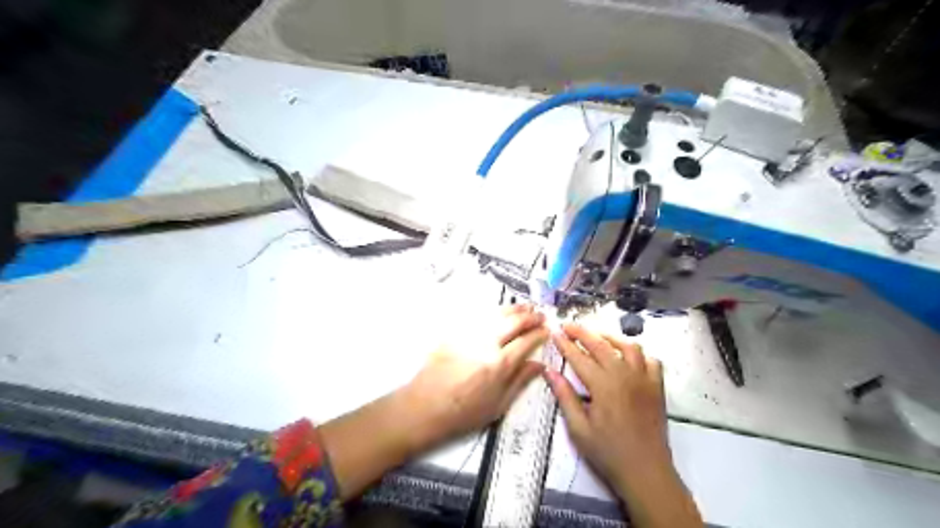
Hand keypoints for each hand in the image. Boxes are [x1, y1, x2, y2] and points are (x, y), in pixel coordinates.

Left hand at [404, 304, 552, 446]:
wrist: (424, 407)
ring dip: (514, 308)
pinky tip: (499, 311)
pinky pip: (478, 315)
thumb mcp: (498, 405)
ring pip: (496, 313)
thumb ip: (520, 381)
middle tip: (540, 315)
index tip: (548, 331)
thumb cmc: (464, 413)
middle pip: (513, 321)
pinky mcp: (455, 332)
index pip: (526, 341)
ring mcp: (469, 334)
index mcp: (499, 364)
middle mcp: (486, 343)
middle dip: (530, 316)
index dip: (540, 334)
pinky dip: (493, 311)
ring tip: (525, 306)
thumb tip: (539, 365)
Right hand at [544, 321, 705, 527]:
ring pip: (628, 346)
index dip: (565, 343)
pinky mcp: (657, 387)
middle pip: (601, 344)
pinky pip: (650, 361)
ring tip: (597, 338)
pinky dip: (638, 354)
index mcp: (603, 385)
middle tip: (568, 326)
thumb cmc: (608, 453)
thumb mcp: (579, 428)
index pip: (579, 357)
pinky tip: (627, 358)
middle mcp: (624, 375)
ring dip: (610, 338)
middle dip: (582, 332)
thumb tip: (549, 371)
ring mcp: (644, 379)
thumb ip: (564, 396)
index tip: (554, 332)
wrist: (646, 472)